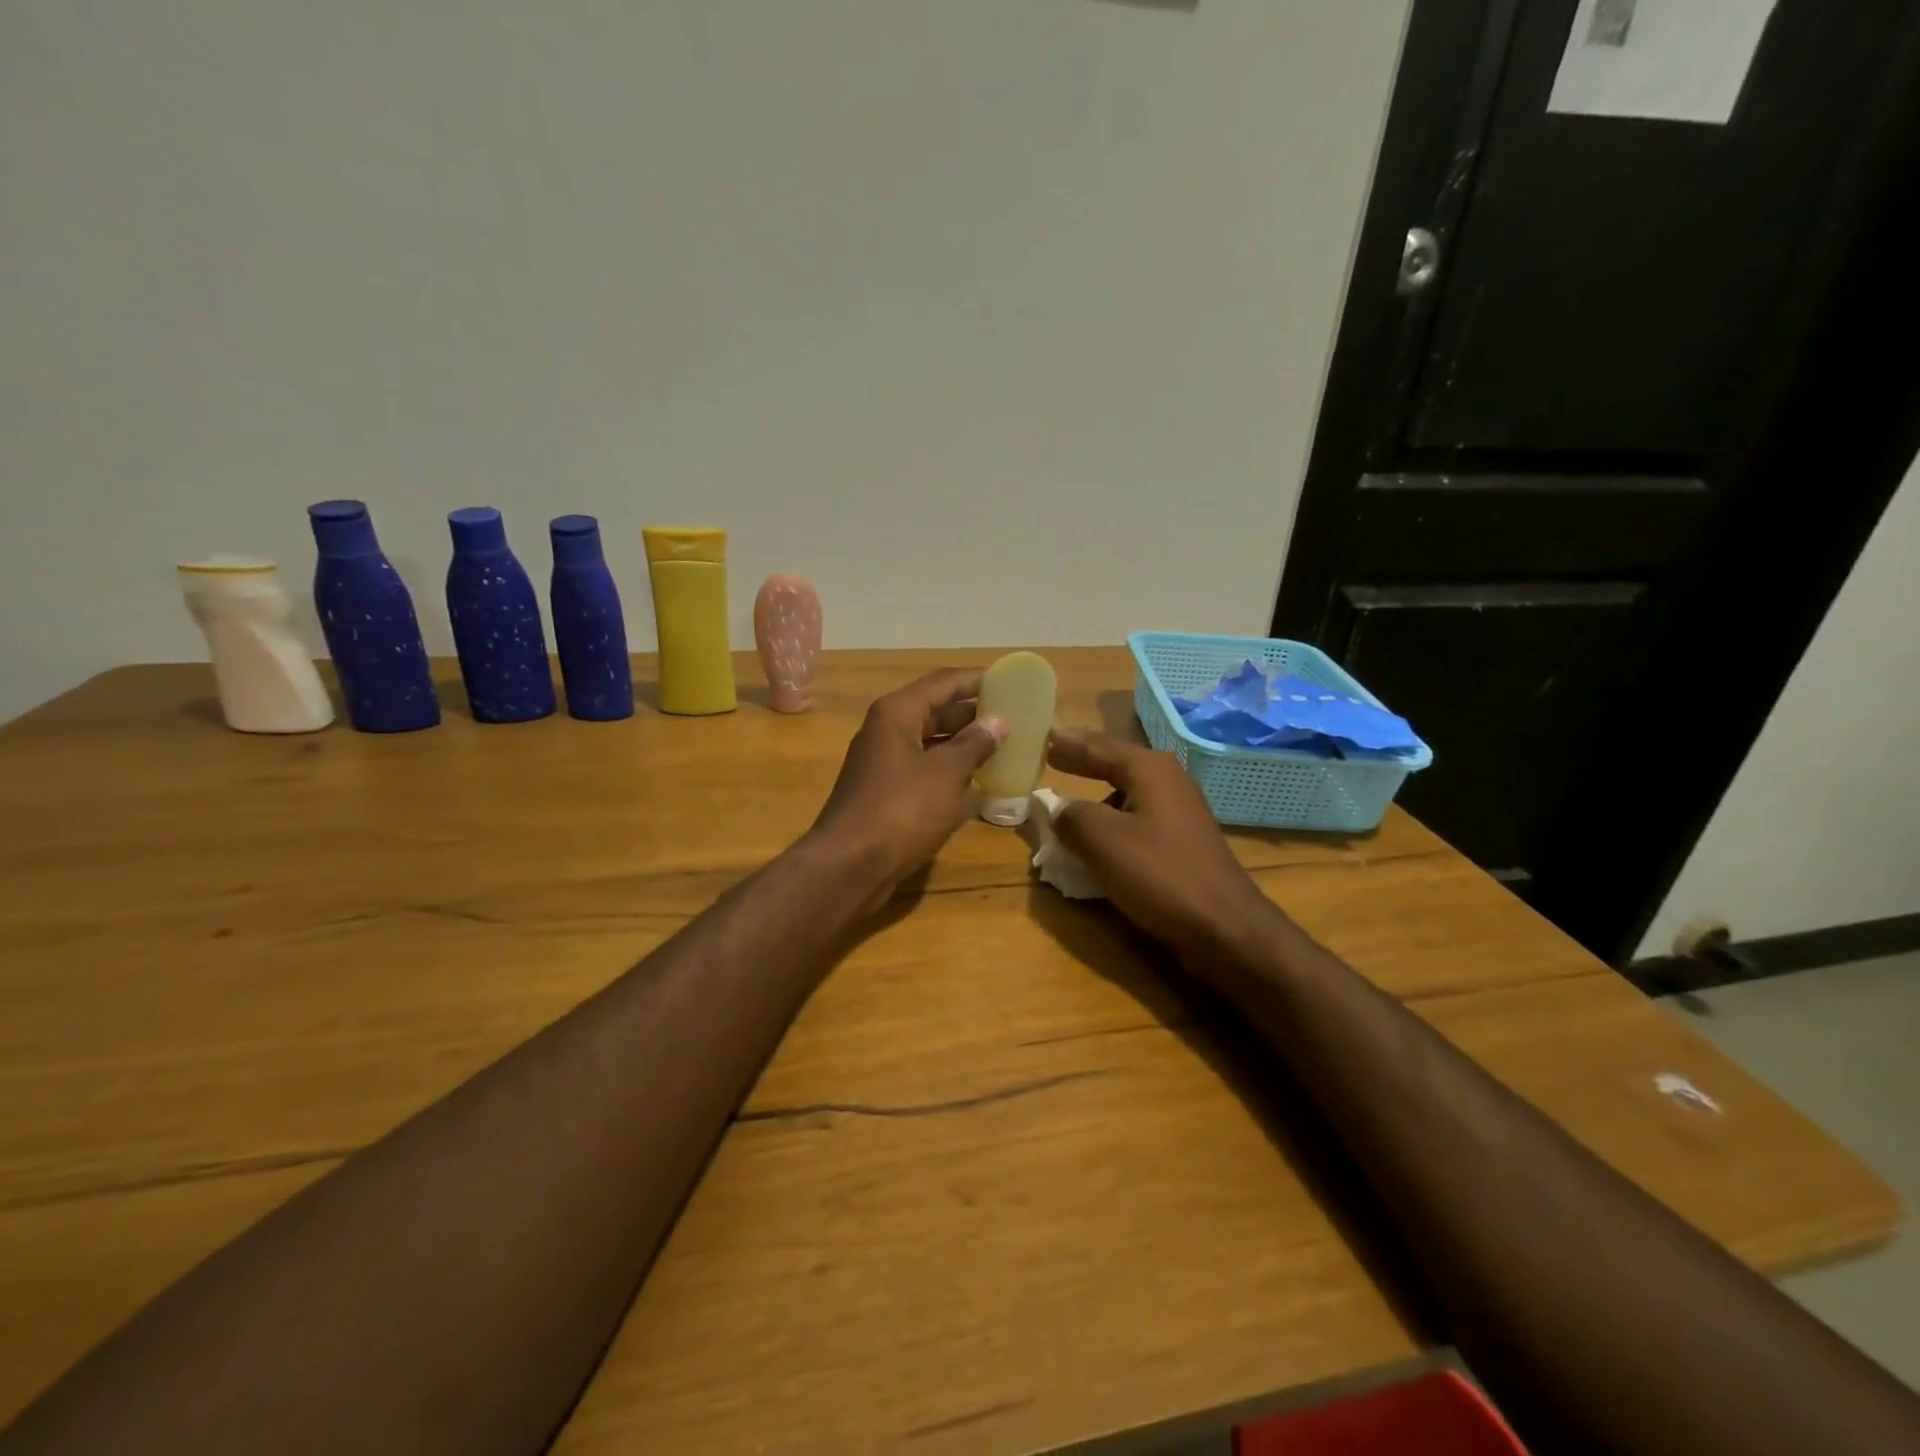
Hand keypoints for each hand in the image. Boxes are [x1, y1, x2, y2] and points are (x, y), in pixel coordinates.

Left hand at [808, 668, 1005, 905]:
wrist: (850, 865)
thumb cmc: (901, 810)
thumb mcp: (946, 774)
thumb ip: (974, 744)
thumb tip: (997, 721)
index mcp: (897, 713)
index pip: (944, 682)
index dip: (978, 679)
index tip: (1012, 681)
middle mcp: (887, 730)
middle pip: (936, 710)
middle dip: (974, 712)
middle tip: (1015, 717)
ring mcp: (884, 762)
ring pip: (931, 741)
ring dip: (964, 743)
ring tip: (1004, 746)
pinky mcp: (885, 791)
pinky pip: (924, 768)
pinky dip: (949, 770)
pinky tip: (977, 781)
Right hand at [1047, 727, 1273, 958]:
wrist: (1224, 926)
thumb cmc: (1159, 874)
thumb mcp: (1102, 841)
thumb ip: (1071, 816)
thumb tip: (1055, 807)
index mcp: (1149, 769)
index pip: (1099, 746)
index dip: (1069, 743)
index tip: (1044, 734)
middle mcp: (1168, 780)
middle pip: (1117, 761)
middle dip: (1084, 759)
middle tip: (1053, 753)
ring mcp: (1181, 810)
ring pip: (1128, 790)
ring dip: (1098, 792)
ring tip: (1071, 798)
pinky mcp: (1184, 839)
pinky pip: (1138, 816)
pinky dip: (1113, 817)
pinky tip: (1101, 835)